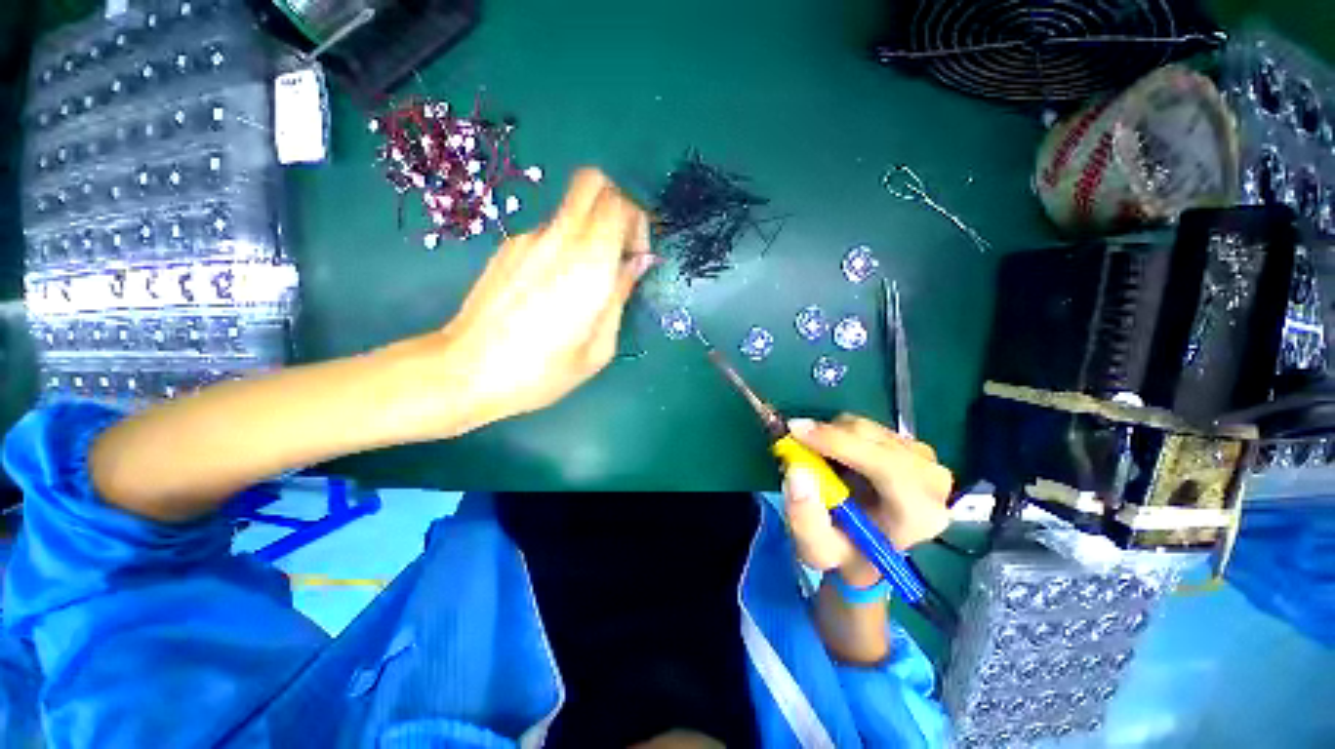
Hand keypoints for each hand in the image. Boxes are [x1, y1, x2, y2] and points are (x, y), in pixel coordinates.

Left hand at [430, 168, 653, 429]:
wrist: (467, 372)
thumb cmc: (542, 371)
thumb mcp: (599, 347)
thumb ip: (621, 296)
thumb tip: (637, 263)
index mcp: (589, 265)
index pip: (620, 204)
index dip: (638, 222)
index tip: (636, 257)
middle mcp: (558, 239)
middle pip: (592, 183)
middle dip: (616, 206)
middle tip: (618, 249)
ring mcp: (528, 239)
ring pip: (571, 210)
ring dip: (589, 233)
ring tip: (582, 283)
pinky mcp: (508, 247)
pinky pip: (549, 233)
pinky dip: (564, 247)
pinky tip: (553, 289)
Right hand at [782, 414, 952, 585]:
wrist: (870, 548)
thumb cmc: (846, 553)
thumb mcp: (818, 550)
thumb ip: (804, 520)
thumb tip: (797, 472)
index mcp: (918, 514)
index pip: (885, 465)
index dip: (838, 443)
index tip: (796, 432)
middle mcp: (932, 481)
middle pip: (872, 438)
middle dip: (828, 437)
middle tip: (795, 442)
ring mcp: (925, 459)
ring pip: (866, 428)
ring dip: (832, 436)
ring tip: (818, 461)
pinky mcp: (912, 445)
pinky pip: (866, 427)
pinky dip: (842, 435)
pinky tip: (836, 458)